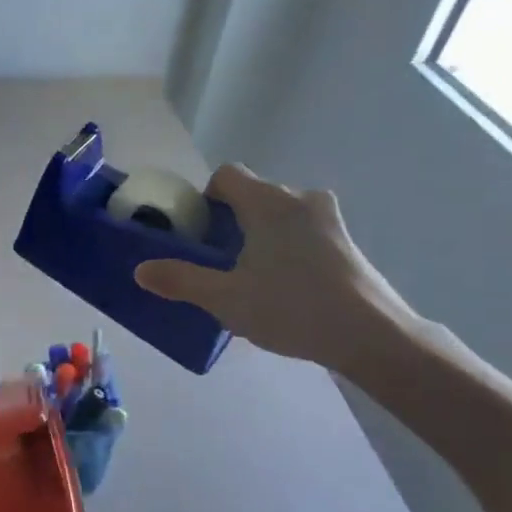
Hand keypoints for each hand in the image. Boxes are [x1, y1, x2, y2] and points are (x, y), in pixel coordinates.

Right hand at [134, 163, 414, 370]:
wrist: (371, 335)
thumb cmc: (292, 308)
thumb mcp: (225, 299)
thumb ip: (180, 280)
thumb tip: (140, 270)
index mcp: (267, 202)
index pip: (226, 175)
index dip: (205, 198)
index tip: (199, 232)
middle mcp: (299, 198)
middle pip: (253, 194)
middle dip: (231, 221)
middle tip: (219, 261)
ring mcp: (328, 219)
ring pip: (280, 213)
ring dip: (260, 234)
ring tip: (251, 276)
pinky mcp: (346, 241)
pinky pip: (303, 231)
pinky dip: (286, 247)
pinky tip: (284, 286)